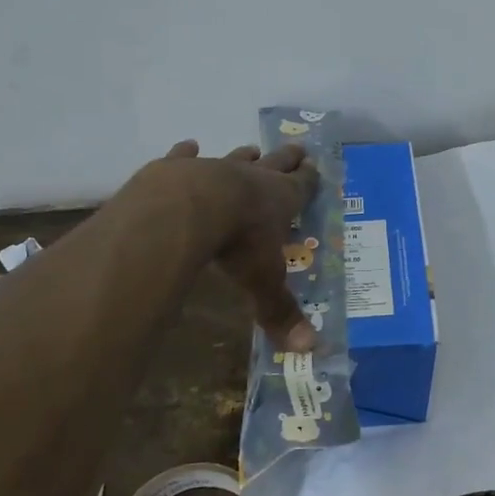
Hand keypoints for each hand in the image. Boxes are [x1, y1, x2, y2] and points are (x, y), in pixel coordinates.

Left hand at [155, 140, 320, 352]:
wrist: (187, 209)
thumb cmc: (238, 243)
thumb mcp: (263, 280)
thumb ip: (280, 311)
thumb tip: (309, 349)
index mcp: (281, 200)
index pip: (303, 185)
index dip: (310, 178)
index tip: (316, 166)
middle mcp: (253, 179)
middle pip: (276, 163)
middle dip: (288, 158)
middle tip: (297, 148)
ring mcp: (215, 169)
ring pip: (236, 159)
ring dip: (245, 156)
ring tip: (252, 149)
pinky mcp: (179, 168)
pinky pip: (185, 157)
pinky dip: (187, 152)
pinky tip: (188, 146)